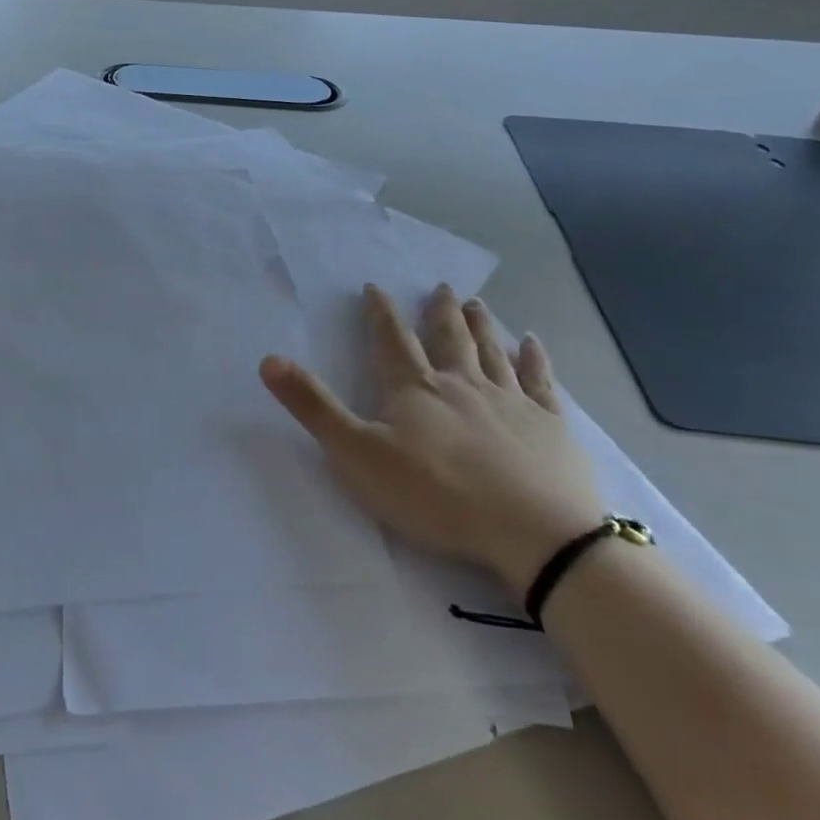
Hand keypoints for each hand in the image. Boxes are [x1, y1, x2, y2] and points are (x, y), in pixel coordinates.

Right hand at [260, 285, 603, 591]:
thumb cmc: (436, 495)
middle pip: (448, 337)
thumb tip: (268, 359)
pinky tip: (534, 342)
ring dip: (483, 325)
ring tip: (476, 303)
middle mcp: (462, 383)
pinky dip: (535, 358)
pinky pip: (541, 381)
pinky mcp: (550, 425)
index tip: (376, 288)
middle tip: (441, 287)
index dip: (380, 313)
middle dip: (440, 312)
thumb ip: (313, 407)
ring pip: (492, 351)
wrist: (533, 531)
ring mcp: (511, 400)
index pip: (392, 340)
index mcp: (415, 389)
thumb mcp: (357, 454)